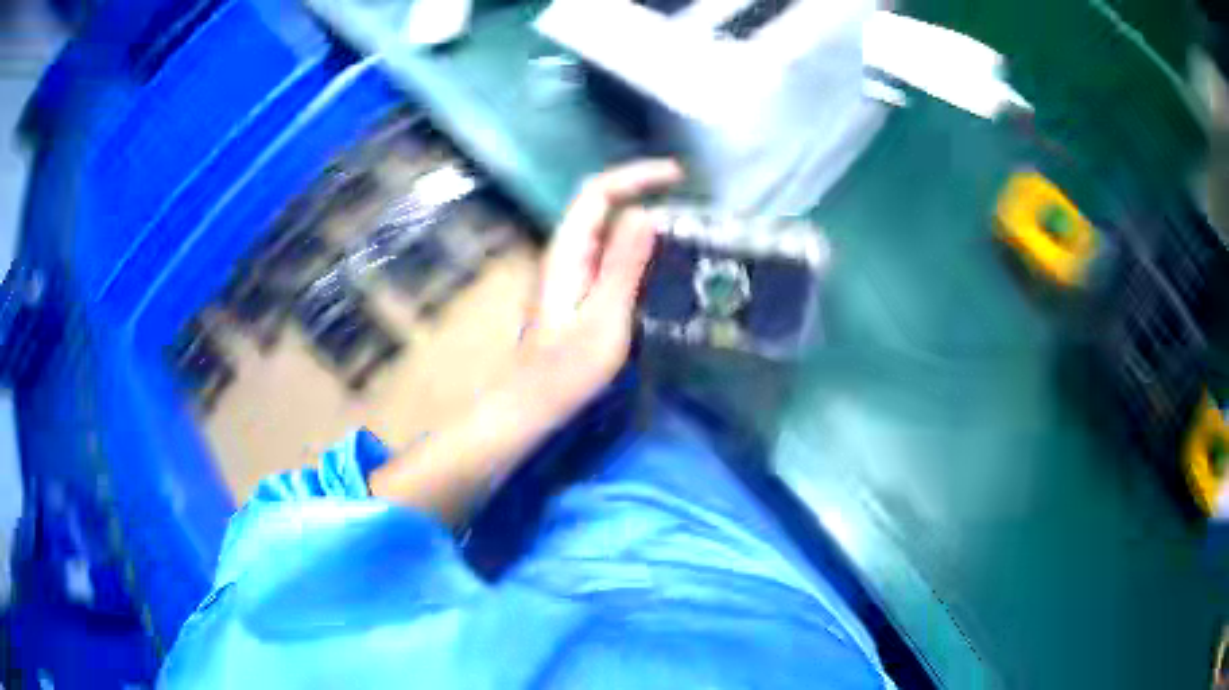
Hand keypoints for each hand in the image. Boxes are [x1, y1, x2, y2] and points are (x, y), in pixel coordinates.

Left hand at [515, 159, 683, 422]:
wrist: (534, 401)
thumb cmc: (567, 369)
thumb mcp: (604, 318)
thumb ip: (622, 265)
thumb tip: (646, 214)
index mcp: (567, 251)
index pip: (598, 192)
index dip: (637, 176)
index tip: (677, 176)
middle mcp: (565, 250)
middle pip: (600, 200)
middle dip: (640, 185)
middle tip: (684, 191)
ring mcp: (570, 266)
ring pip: (604, 222)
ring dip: (639, 209)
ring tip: (680, 215)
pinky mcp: (578, 284)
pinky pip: (608, 247)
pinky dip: (635, 238)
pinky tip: (659, 252)